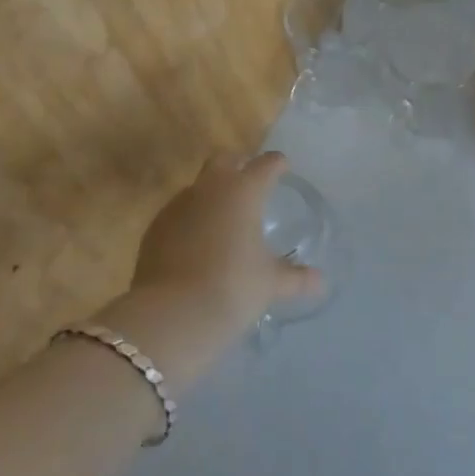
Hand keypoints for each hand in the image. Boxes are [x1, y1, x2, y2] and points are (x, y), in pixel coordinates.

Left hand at [126, 152, 322, 338]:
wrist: (171, 315)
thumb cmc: (232, 287)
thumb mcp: (270, 283)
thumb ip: (296, 278)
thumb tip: (320, 282)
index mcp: (243, 192)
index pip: (265, 164)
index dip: (276, 164)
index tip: (283, 167)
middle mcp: (209, 189)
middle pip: (223, 160)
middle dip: (237, 165)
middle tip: (249, 183)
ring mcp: (177, 206)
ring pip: (197, 187)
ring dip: (211, 196)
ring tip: (223, 222)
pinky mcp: (154, 229)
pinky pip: (178, 214)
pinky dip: (190, 221)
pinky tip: (196, 246)